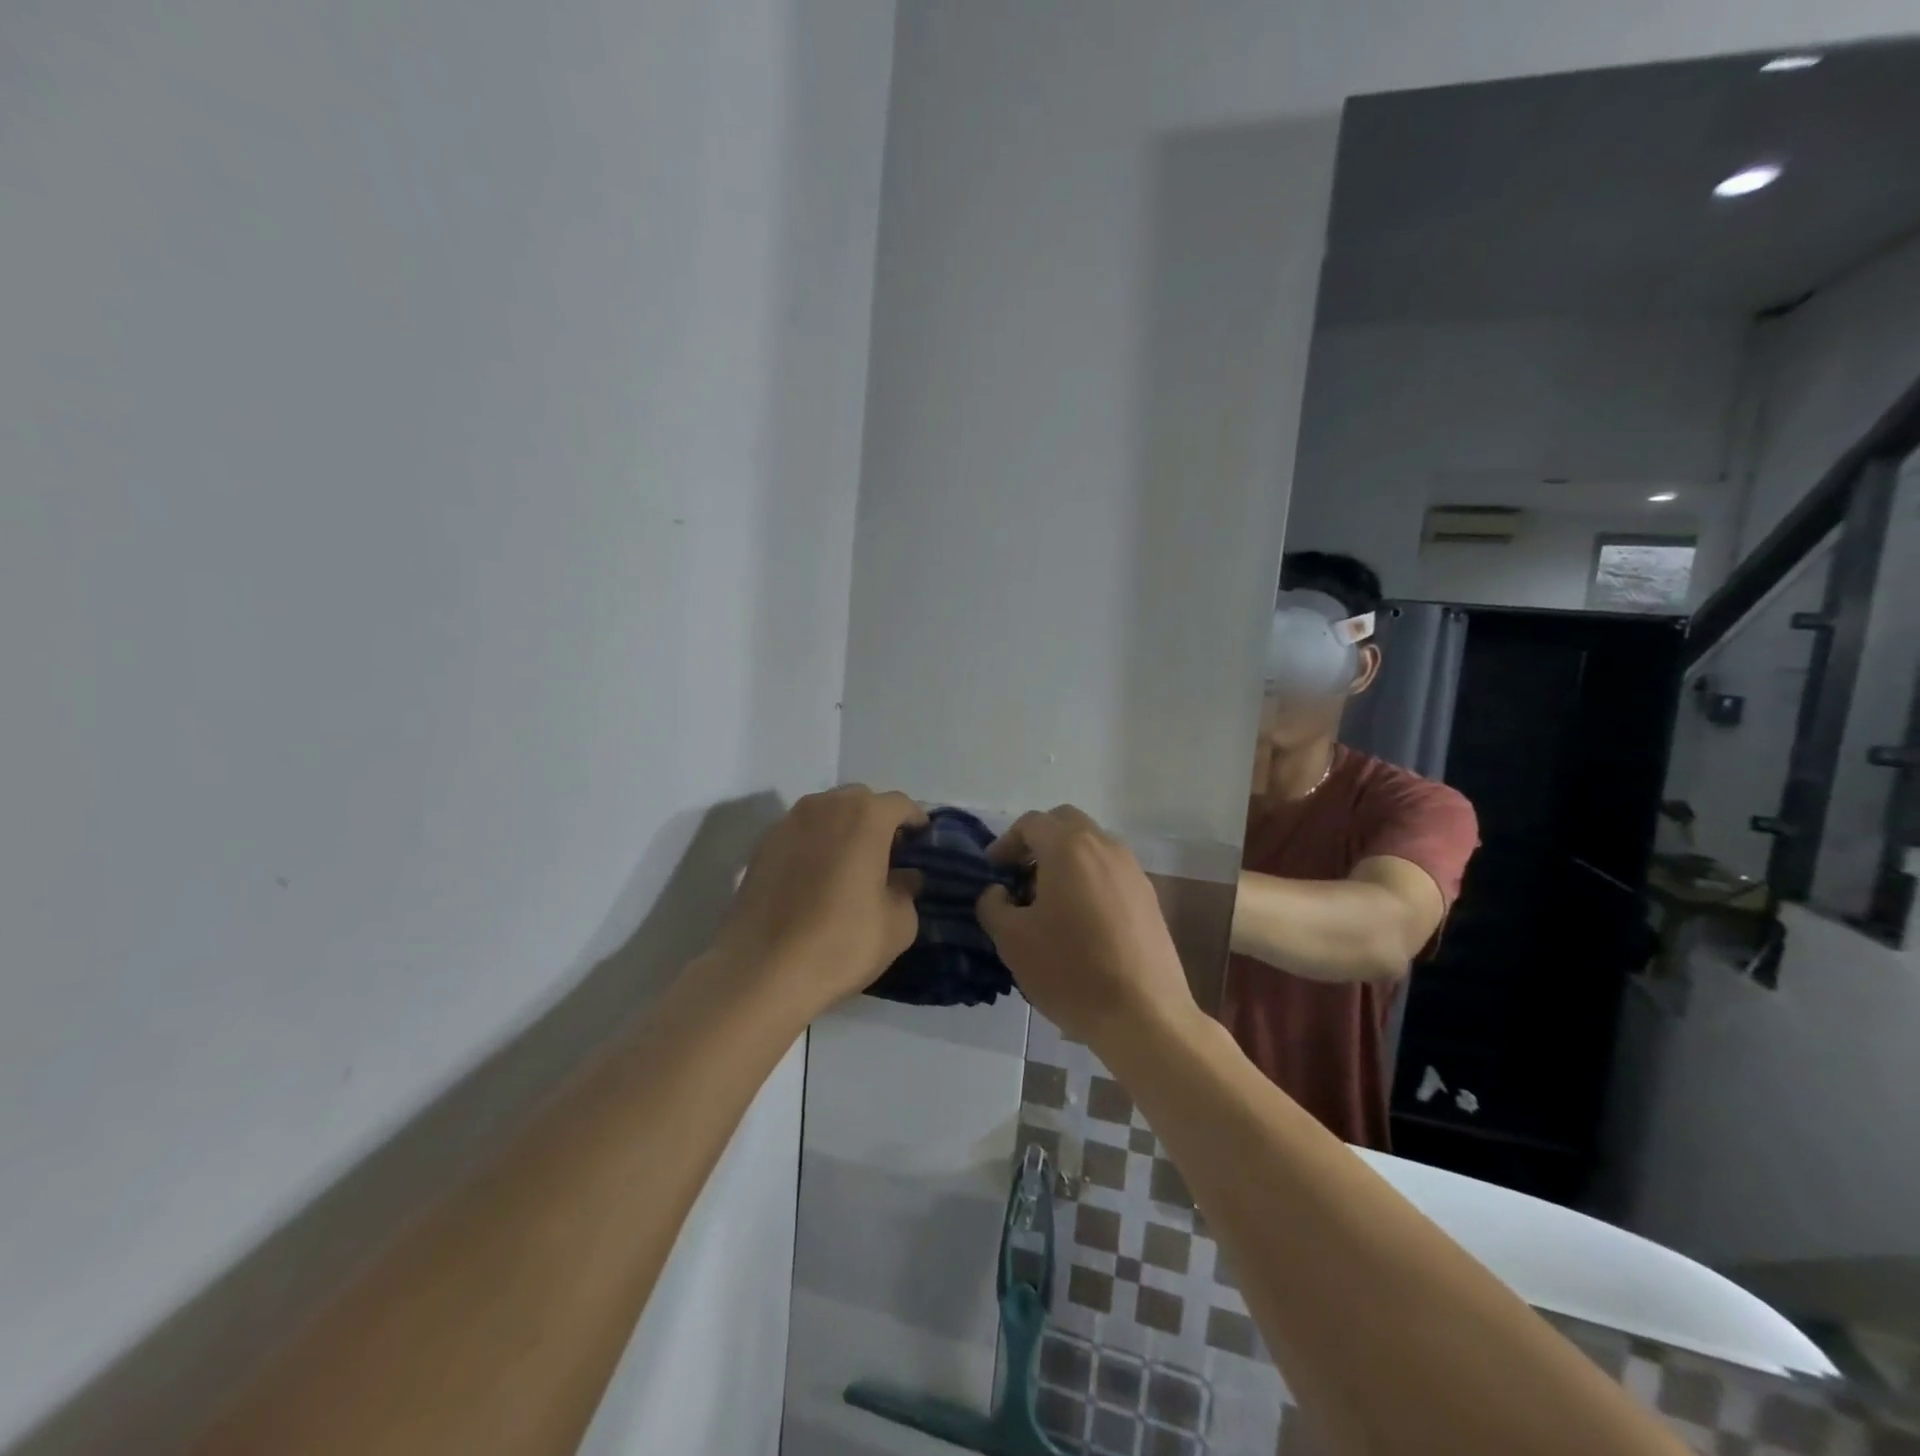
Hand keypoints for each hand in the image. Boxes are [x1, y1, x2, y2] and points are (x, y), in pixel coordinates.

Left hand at [712, 786, 924, 1017]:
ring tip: (850, 866)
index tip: (922, 844)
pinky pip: (800, 834)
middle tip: (887, 855)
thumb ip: (907, 891)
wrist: (760, 972)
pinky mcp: (761, 847)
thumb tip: (904, 877)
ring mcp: (787, 824)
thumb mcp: (897, 926)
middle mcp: (824, 807)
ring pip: (826, 813)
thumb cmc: (840, 943)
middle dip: (877, 820)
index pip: (900, 804)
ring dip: (843, 830)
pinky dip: (814, 845)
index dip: (915, 821)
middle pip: (860, 801)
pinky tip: (816, 880)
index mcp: (865, 817)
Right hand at [976, 805, 1196, 1051]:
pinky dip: (1088, 879)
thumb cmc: (1070, 971)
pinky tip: (1079, 921)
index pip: (1031, 823)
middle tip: (1019, 877)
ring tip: (1048, 902)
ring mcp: (1132, 871)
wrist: (1144, 1015)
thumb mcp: (1012, 940)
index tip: (992, 873)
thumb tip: (997, 892)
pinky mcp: (1149, 897)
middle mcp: (1105, 847)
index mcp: (1069, 848)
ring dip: (1065, 860)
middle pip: (1065, 824)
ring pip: (1092, 846)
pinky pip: (1110, 871)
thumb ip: (993, 905)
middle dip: (1038, 842)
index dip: (1005, 843)